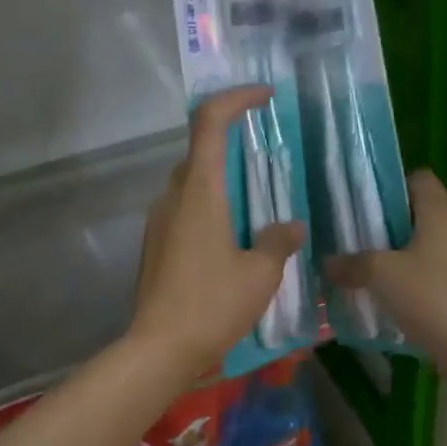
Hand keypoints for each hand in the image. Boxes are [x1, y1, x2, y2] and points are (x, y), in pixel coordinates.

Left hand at [130, 87, 304, 377]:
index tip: (266, 97)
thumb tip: (292, 227)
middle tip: (269, 160)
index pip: (211, 122)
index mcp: (200, 191)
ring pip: (192, 183)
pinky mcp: (154, 244)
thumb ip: (278, 242)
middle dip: (233, 144)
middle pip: (200, 151)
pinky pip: (184, 209)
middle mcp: (174, 196)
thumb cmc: (212, 305)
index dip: (237, 98)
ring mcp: (159, 220)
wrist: (159, 348)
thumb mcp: (260, 274)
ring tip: (256, 206)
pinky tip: (232, 240)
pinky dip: (210, 208)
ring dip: (222, 181)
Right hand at [326, 171, 446, 366]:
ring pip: (426, 241)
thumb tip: (327, 263)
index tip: (363, 205)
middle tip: (356, 236)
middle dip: (387, 222)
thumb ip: (352, 264)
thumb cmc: (432, 296)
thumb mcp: (383, 276)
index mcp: (440, 211)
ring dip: (400, 251)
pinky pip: (435, 267)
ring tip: (369, 266)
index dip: (390, 186)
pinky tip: (393, 293)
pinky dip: (414, 274)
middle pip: (419, 211)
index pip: (417, 178)